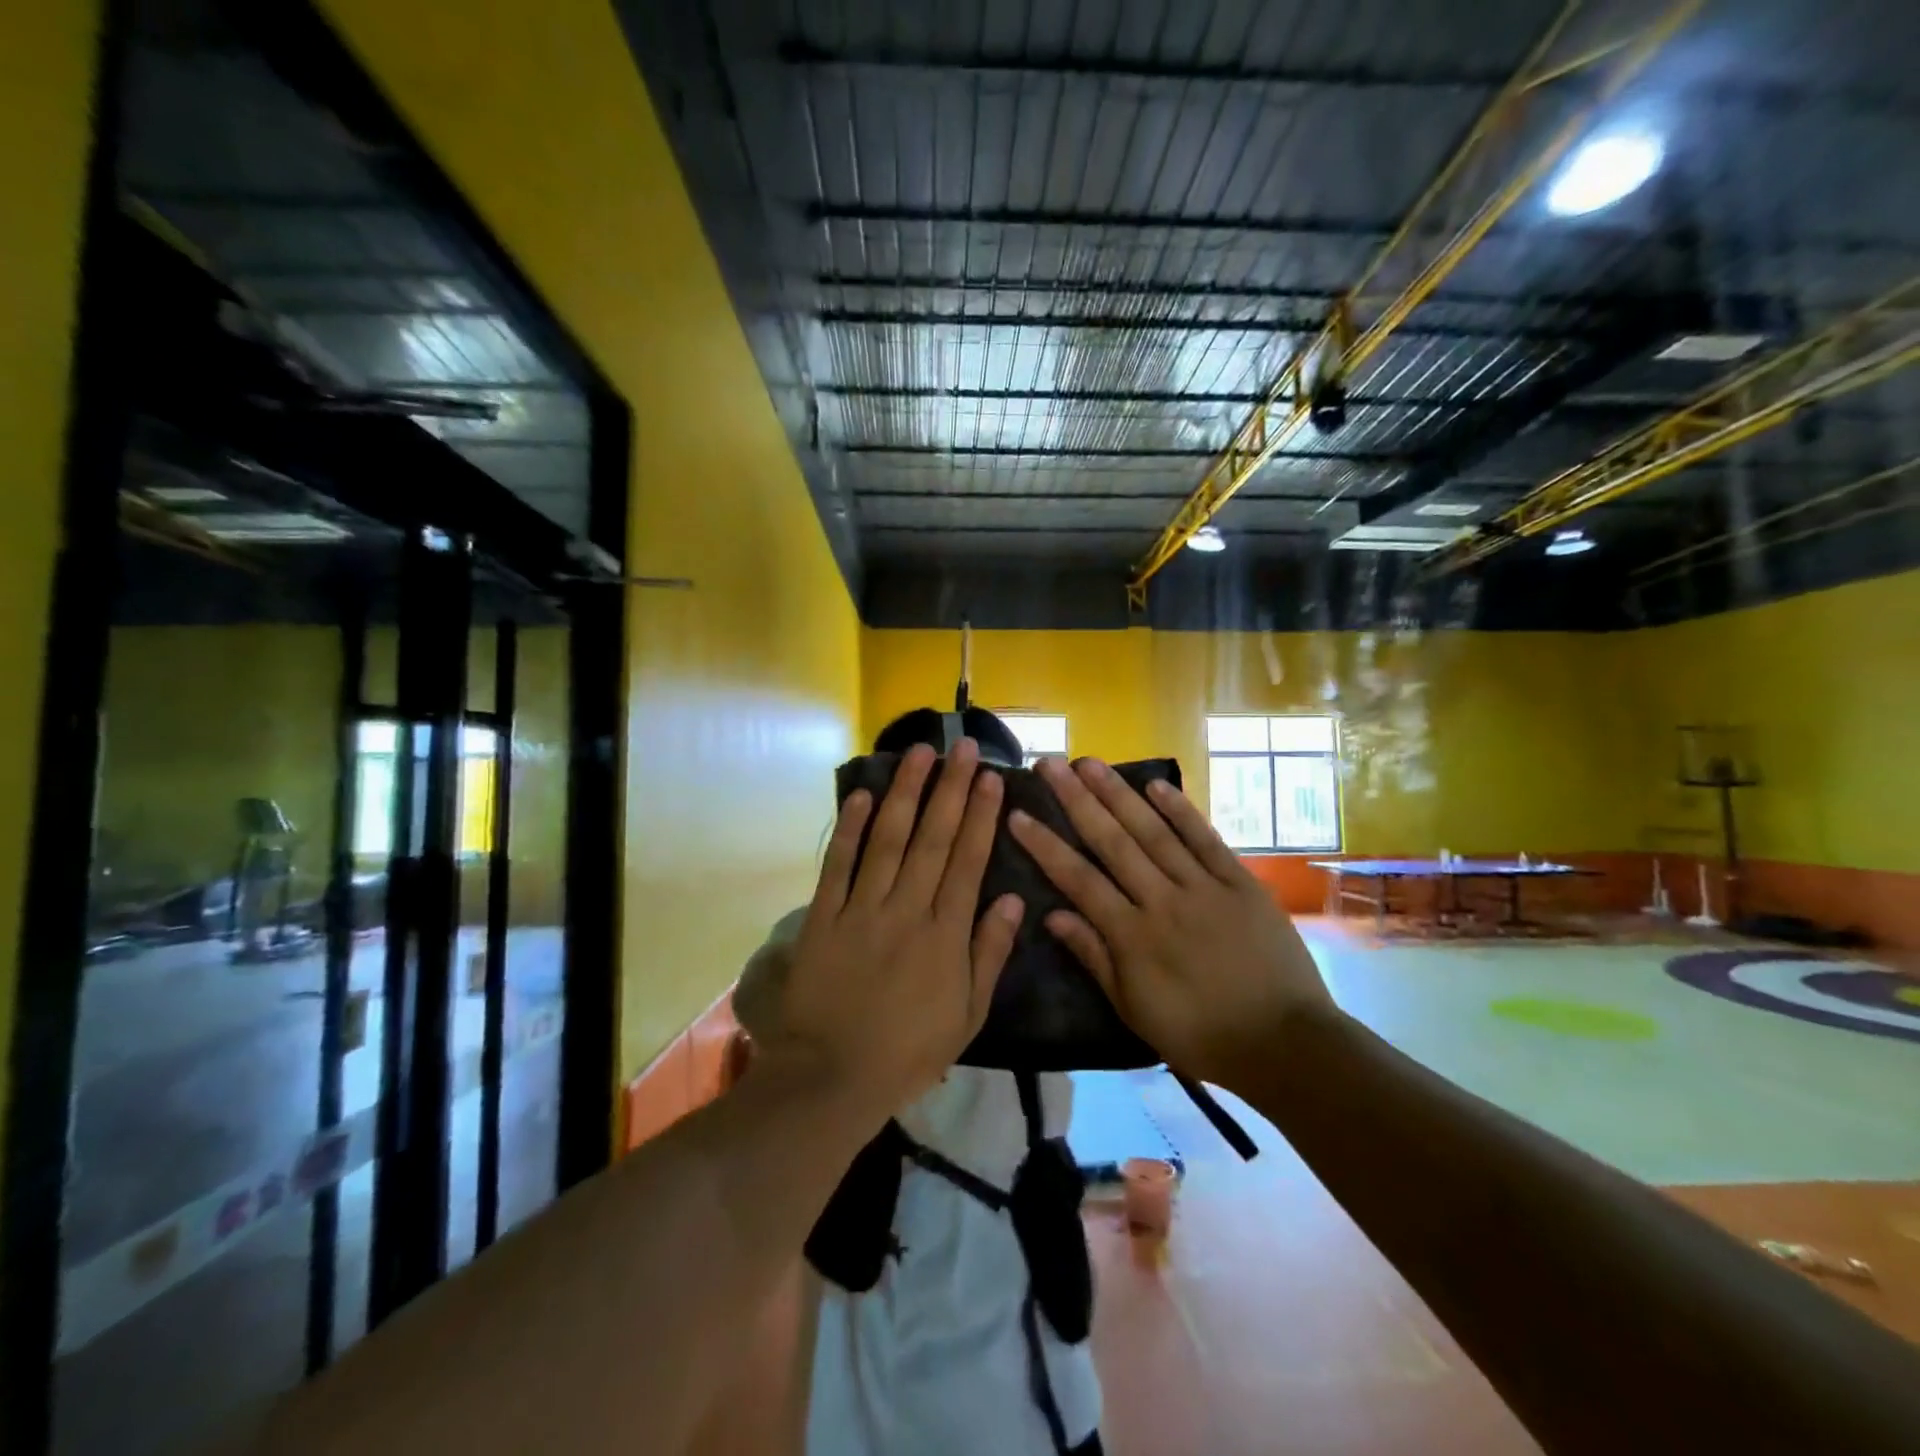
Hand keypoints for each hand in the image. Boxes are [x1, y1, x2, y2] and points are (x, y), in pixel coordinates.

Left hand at [764, 739, 1023, 1114]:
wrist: (832, 1077)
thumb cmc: (908, 1050)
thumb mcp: (967, 1015)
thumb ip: (989, 954)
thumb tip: (1014, 901)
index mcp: (945, 934)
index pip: (967, 861)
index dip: (979, 815)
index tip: (989, 777)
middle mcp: (906, 909)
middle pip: (932, 838)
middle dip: (949, 788)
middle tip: (960, 746)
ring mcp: (862, 909)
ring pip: (888, 840)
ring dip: (904, 793)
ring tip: (918, 753)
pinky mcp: (823, 917)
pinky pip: (838, 865)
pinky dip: (849, 829)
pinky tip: (862, 795)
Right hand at [1010, 757, 1332, 1087]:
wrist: (1284, 1044)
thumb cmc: (1200, 1034)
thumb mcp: (1134, 1008)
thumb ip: (1094, 956)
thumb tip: (1051, 914)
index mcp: (1133, 937)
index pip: (1078, 880)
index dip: (1045, 845)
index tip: (1018, 814)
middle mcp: (1163, 901)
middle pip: (1112, 843)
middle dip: (1077, 801)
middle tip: (1050, 765)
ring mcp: (1204, 887)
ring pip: (1154, 832)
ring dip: (1119, 794)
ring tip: (1090, 763)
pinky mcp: (1240, 883)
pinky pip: (1205, 840)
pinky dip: (1181, 810)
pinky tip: (1156, 784)